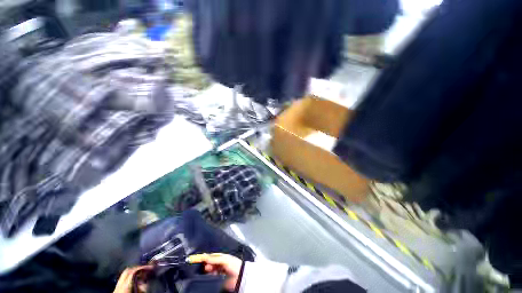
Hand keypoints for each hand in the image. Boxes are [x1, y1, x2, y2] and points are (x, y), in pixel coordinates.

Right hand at [188, 253, 241, 291]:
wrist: (240, 276)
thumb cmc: (233, 265)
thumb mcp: (224, 260)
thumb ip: (214, 259)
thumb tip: (204, 257)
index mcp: (222, 257)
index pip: (212, 256)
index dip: (206, 257)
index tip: (199, 259)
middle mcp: (220, 263)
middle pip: (210, 263)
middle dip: (207, 265)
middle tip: (205, 267)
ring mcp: (219, 271)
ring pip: (210, 270)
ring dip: (208, 271)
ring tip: (207, 271)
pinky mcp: (219, 279)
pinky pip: (212, 277)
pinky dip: (209, 277)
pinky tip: (209, 277)